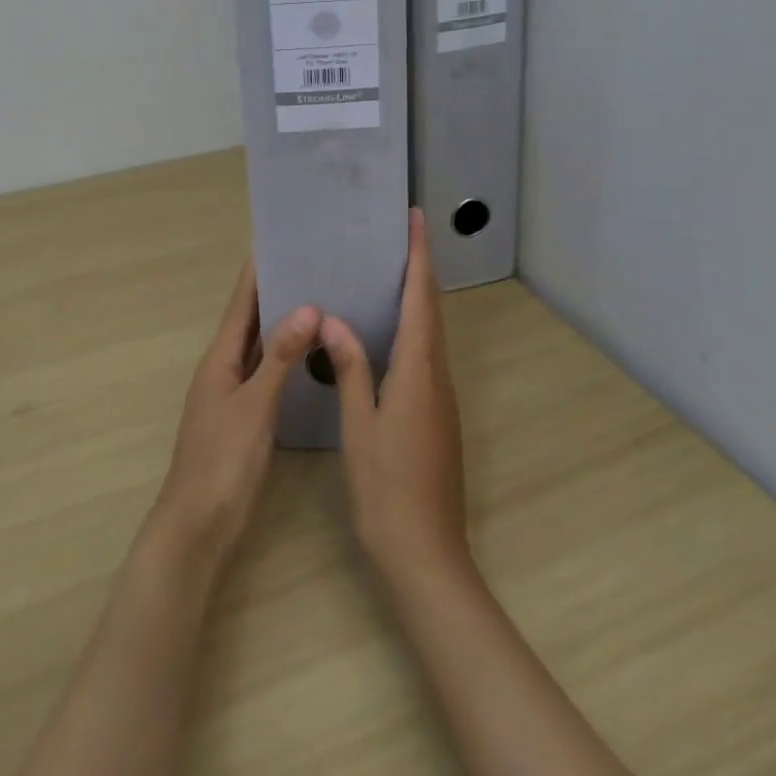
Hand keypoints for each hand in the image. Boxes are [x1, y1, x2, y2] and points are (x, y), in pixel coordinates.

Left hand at [150, 259, 319, 565]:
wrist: (198, 527)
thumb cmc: (223, 461)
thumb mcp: (255, 405)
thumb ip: (280, 357)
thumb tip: (307, 306)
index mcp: (220, 358)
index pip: (241, 302)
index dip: (256, 271)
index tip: (277, 239)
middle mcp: (224, 368)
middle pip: (251, 320)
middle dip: (275, 291)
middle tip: (311, 263)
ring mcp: (234, 393)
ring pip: (260, 347)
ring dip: (282, 323)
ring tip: (318, 296)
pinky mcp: (246, 417)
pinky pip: (268, 373)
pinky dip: (286, 357)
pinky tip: (310, 354)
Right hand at [320, 210, 469, 585]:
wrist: (426, 556)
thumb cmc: (386, 489)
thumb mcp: (359, 425)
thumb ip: (350, 367)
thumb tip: (334, 318)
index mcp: (418, 371)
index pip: (421, 299)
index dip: (419, 256)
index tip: (415, 219)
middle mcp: (437, 376)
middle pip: (431, 309)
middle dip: (420, 267)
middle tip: (399, 234)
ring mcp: (441, 398)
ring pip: (431, 333)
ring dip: (418, 296)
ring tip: (390, 270)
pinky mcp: (438, 415)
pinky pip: (426, 355)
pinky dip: (413, 327)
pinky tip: (389, 331)